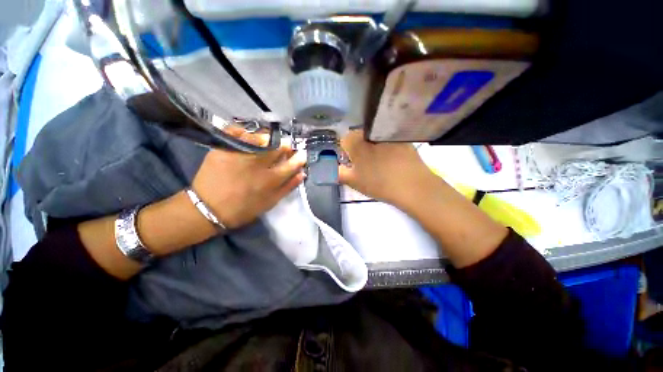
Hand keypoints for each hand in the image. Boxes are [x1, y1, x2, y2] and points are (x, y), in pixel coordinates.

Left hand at [192, 139, 305, 228]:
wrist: (207, 208)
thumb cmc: (243, 208)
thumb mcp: (270, 202)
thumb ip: (288, 188)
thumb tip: (301, 173)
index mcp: (271, 179)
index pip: (292, 163)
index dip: (298, 157)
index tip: (300, 154)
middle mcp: (258, 164)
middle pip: (279, 147)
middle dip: (286, 145)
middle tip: (285, 146)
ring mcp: (241, 154)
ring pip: (262, 138)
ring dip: (269, 138)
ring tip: (269, 141)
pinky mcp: (224, 149)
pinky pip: (238, 132)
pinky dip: (246, 131)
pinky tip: (249, 135)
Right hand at [338, 130, 433, 204]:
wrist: (412, 186)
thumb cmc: (379, 184)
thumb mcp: (354, 182)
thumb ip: (340, 173)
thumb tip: (334, 168)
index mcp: (357, 143)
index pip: (345, 140)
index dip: (347, 151)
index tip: (352, 162)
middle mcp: (371, 134)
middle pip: (360, 137)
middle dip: (360, 147)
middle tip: (367, 163)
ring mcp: (388, 135)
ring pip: (374, 137)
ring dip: (373, 146)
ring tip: (381, 162)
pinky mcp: (403, 139)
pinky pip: (389, 139)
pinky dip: (387, 146)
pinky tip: (394, 159)